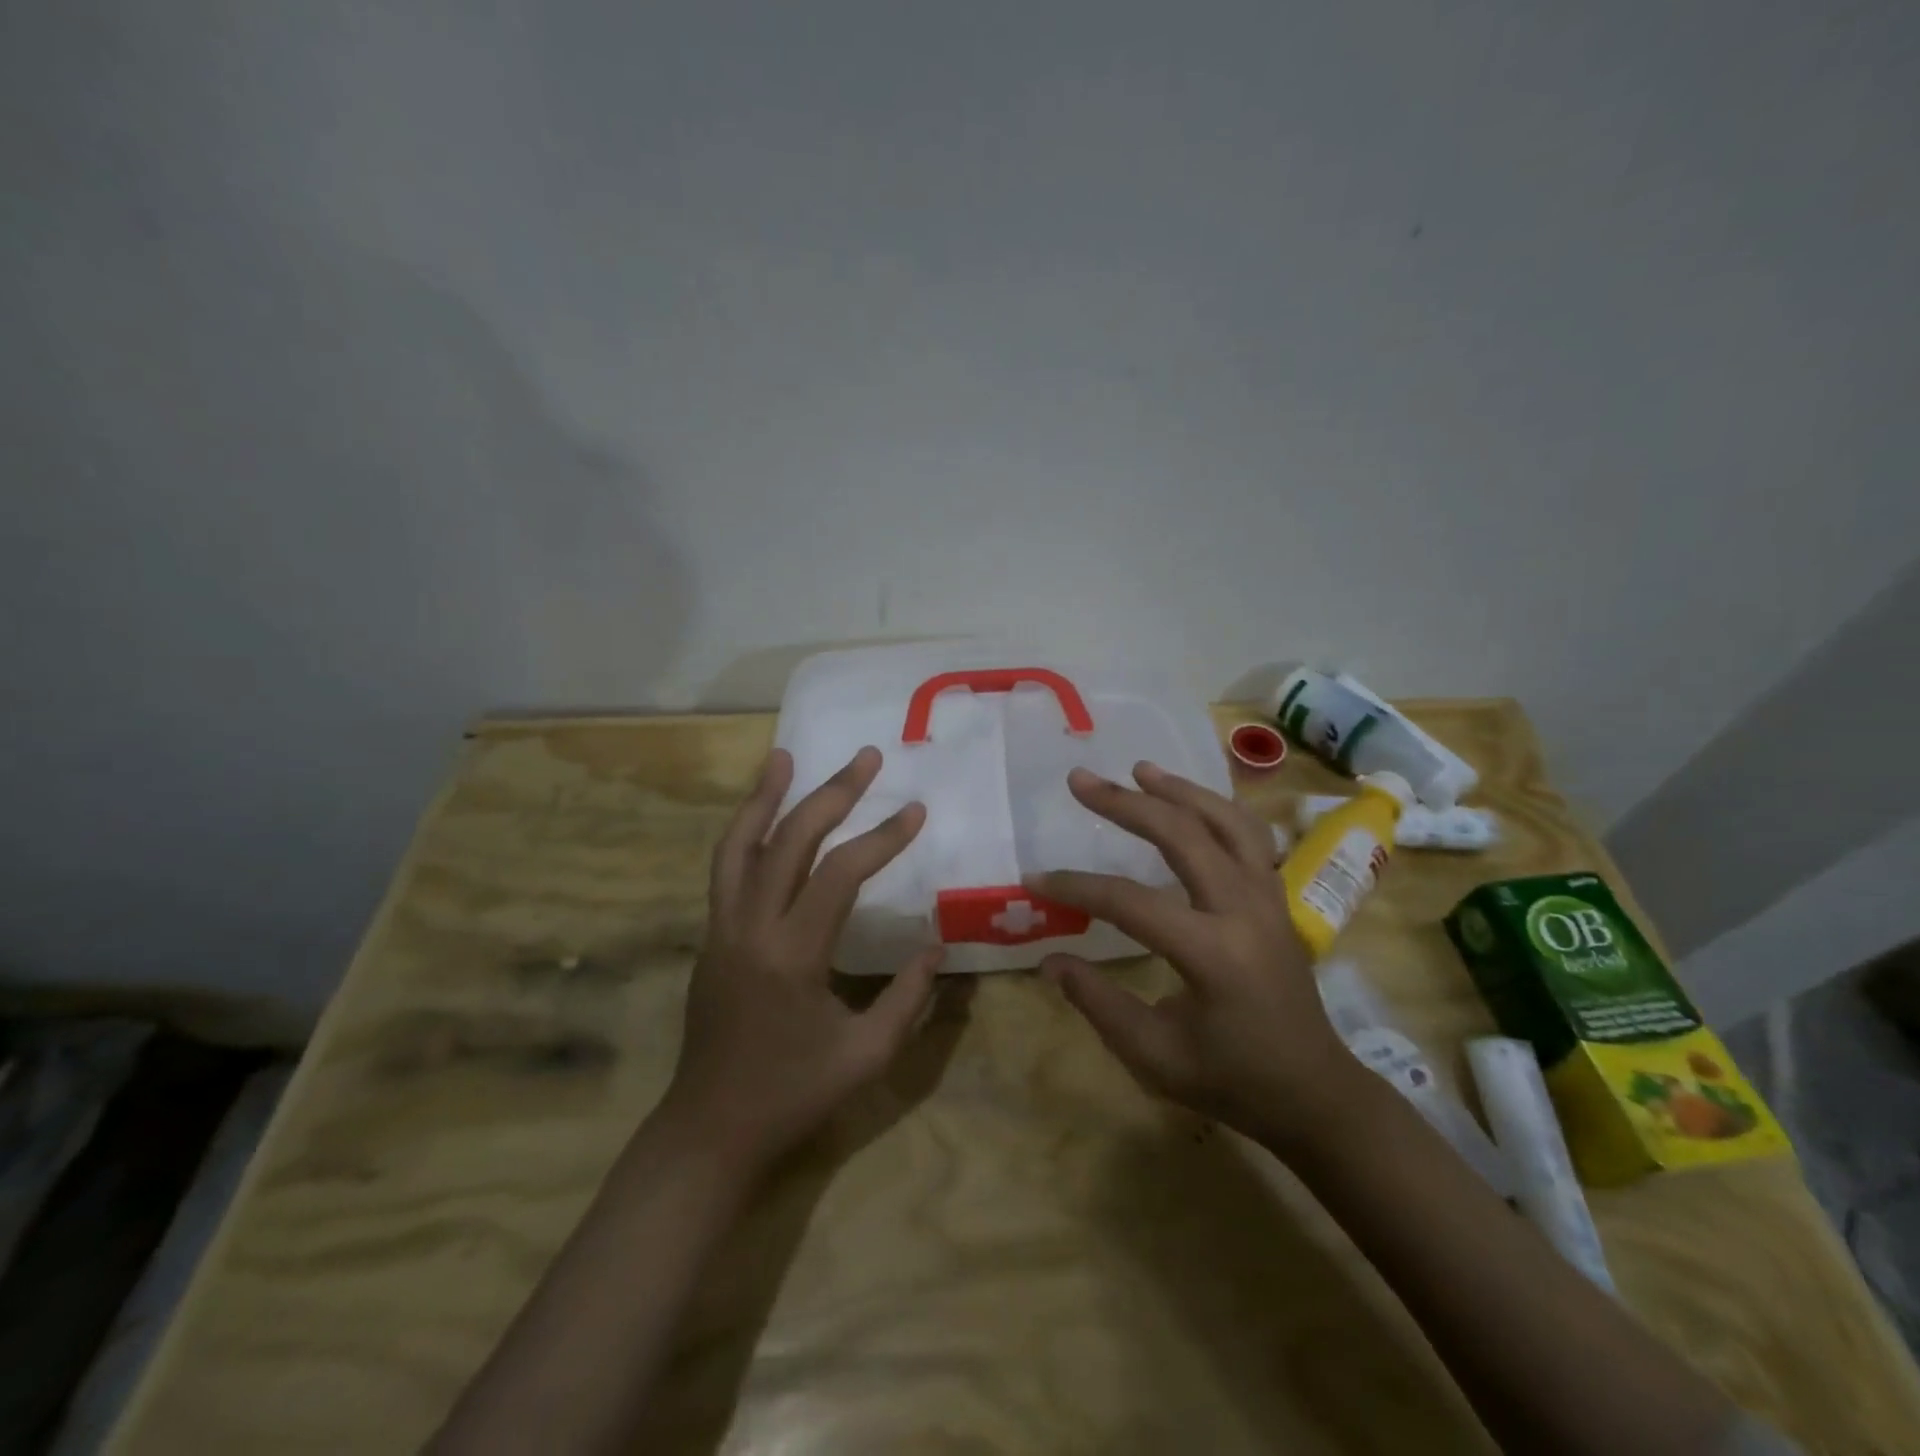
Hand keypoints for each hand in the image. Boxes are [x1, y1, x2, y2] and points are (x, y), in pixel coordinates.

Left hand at [664, 745, 941, 1169]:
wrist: (710, 1130)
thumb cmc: (794, 1096)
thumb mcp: (867, 1056)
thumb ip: (908, 999)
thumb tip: (937, 946)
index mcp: (792, 954)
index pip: (841, 874)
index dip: (882, 838)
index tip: (916, 811)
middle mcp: (750, 927)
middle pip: (788, 840)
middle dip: (831, 794)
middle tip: (865, 758)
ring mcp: (722, 929)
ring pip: (738, 845)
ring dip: (764, 796)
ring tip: (785, 757)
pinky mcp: (711, 937)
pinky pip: (726, 869)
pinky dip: (745, 831)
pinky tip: (763, 816)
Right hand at [1026, 762, 1367, 1150]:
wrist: (1314, 1094)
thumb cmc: (1233, 1082)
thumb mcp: (1155, 1057)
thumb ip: (1099, 1004)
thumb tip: (1051, 960)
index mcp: (1213, 954)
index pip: (1130, 903)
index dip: (1077, 887)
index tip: (1035, 879)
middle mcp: (1245, 911)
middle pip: (1183, 836)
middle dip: (1126, 803)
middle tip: (1081, 780)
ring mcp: (1269, 899)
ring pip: (1227, 822)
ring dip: (1180, 791)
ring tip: (1140, 769)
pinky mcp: (1277, 899)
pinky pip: (1250, 836)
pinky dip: (1217, 809)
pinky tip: (1191, 801)